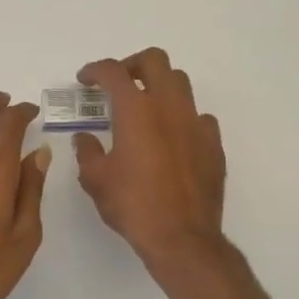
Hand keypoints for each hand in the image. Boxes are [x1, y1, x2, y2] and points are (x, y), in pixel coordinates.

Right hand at [74, 49, 225, 269]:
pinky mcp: (213, 144)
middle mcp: (168, 107)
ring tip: (146, 107)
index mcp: (135, 110)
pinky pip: (199, 117)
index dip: (95, 70)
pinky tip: (173, 137)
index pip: (113, 72)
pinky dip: (183, 118)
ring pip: (180, 83)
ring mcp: (195, 123)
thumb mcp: (96, 180)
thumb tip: (85, 138)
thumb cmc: (132, 205)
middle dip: (132, 64)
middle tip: (118, 84)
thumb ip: (87, 151)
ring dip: (159, 86)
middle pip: (155, 61)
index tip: (85, 79)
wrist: (181, 237)